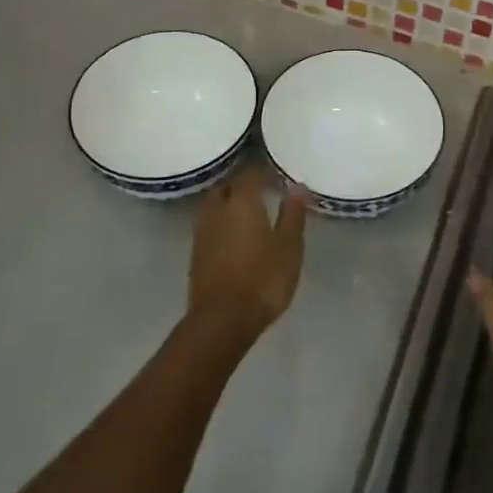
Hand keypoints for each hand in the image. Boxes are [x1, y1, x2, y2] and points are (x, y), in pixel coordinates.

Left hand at [188, 166, 306, 344]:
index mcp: (241, 201)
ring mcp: (202, 231)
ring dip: (228, 203)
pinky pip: (209, 225)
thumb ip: (292, 214)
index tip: (277, 178)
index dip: (264, 172)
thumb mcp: (289, 246)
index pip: (251, 174)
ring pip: (214, 205)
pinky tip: (233, 235)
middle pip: (227, 186)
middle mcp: (217, 209)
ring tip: (247, 212)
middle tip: (261, 192)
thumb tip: (297, 186)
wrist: (222, 320)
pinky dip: (221, 223)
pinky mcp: (195, 252)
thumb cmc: (263, 279)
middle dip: (242, 185)